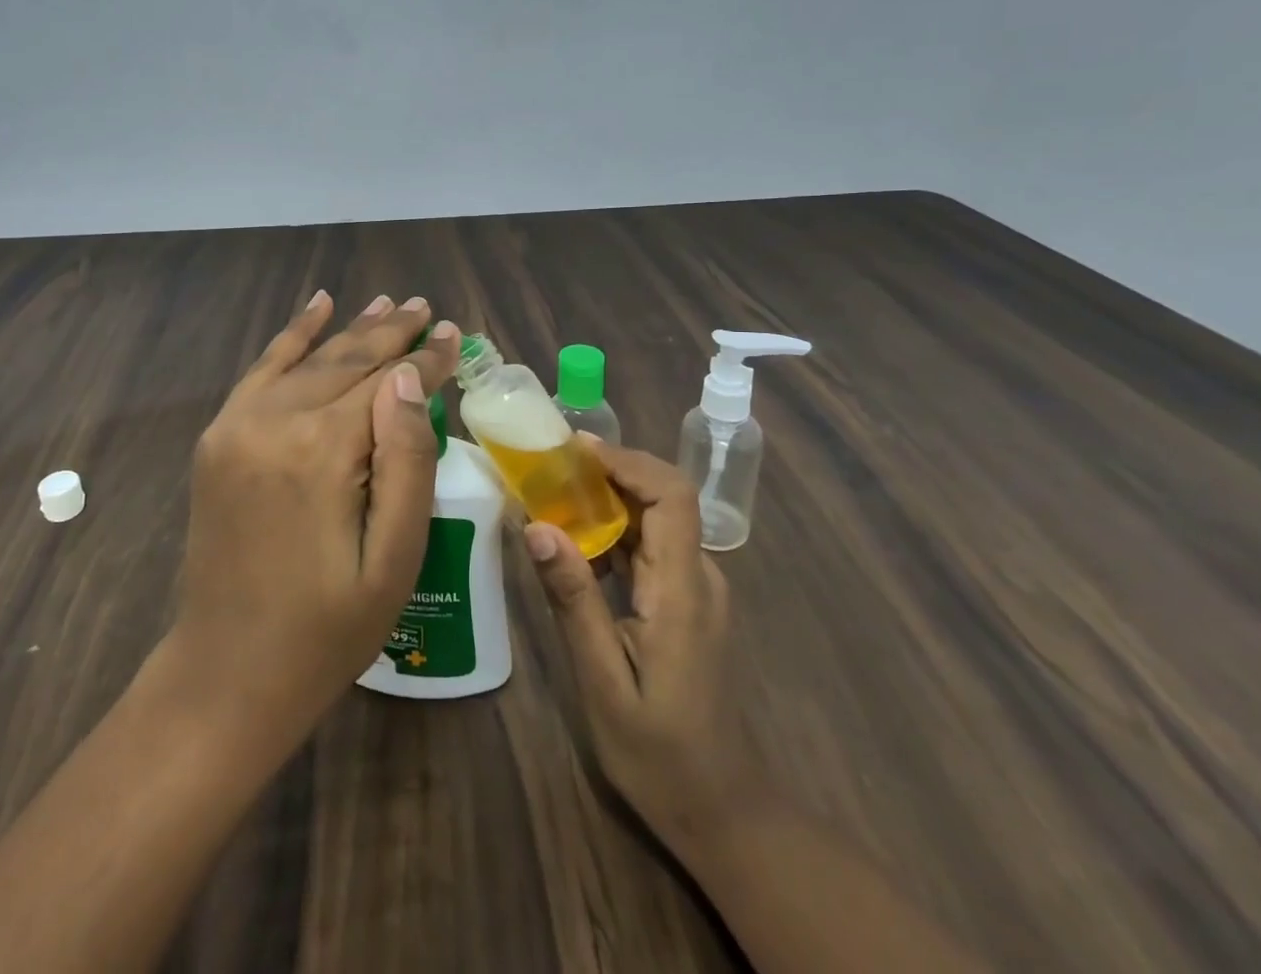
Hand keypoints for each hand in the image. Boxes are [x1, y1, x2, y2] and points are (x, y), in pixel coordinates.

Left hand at [171, 291, 461, 737]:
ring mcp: (237, 424)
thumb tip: (410, 377)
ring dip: (350, 329)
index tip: (455, 334)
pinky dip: (291, 336)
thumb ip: (407, 460)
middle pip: (346, 361)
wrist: (226, 672)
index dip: (426, 359)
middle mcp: (274, 422)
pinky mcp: (218, 437)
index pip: (386, 383)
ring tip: (388, 303)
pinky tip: (317, 306)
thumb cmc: (328, 629)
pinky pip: (261, 370)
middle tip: (426, 308)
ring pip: (307, 359)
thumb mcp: (393, 559)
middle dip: (392, 333)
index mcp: (322, 452)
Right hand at [524, 439, 755, 858]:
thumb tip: (538, 526)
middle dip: (607, 471)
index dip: (627, 461)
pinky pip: (649, 545)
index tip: (574, 450)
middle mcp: (698, 576)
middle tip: (548, 466)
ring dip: (606, 497)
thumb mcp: (603, 681)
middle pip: (662, 497)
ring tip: (550, 492)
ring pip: (654, 518)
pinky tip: (573, 540)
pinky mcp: (684, 600)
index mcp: (683, 590)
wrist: (722, 810)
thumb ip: (574, 600)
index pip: (672, 496)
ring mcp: (695, 588)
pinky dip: (612, 529)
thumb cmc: (660, 754)